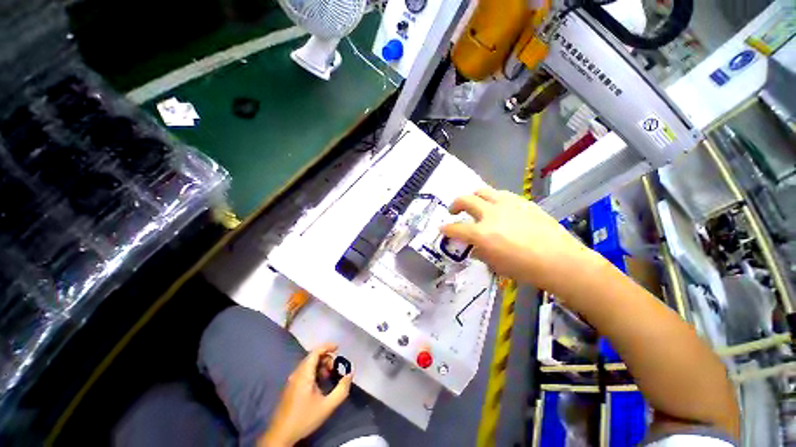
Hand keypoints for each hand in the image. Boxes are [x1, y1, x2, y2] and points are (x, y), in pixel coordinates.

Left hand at [259, 343, 352, 446]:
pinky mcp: (290, 387)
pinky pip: (304, 371)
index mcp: (304, 374)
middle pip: (312, 357)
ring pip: (308, 364)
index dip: (327, 346)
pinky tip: (320, 383)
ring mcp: (292, 380)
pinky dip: (314, 371)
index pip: (315, 352)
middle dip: (326, 357)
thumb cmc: (304, 418)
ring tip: (329, 375)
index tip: (338, 347)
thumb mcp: (327, 406)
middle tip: (335, 367)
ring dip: (320, 365)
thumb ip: (341, 389)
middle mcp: (296, 373)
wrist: (281, 435)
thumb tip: (350, 374)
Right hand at [441, 187, 598, 290]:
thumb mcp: (496, 265)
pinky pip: (500, 194)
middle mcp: (490, 214)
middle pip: (465, 200)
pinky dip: (492, 199)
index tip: (442, 229)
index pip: (456, 228)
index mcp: (481, 234)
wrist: (559, 260)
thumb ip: (480, 253)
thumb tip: (473, 248)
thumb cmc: (525, 268)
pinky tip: (497, 207)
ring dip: (473, 197)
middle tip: (454, 211)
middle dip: (455, 205)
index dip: (446, 229)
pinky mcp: (521, 201)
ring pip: (482, 191)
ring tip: (475, 204)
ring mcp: (506, 204)